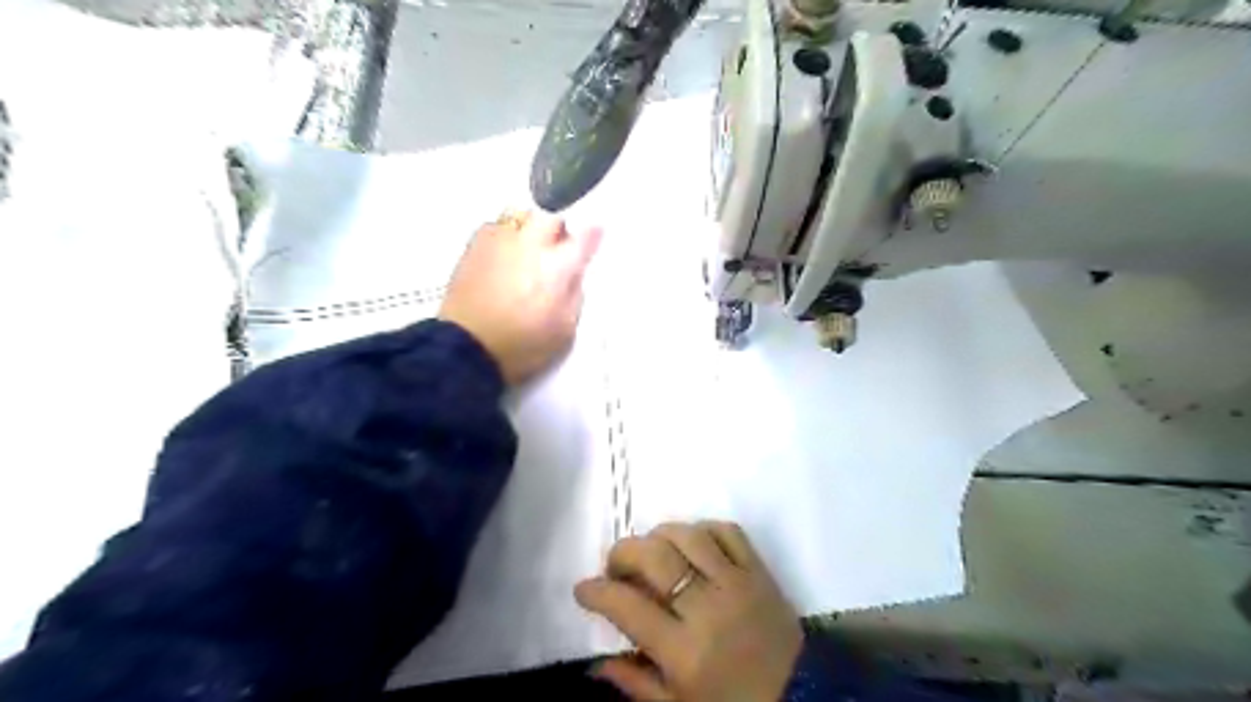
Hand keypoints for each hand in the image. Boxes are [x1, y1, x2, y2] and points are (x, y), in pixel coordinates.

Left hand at [438, 212, 601, 385]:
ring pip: (520, 214)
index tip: (596, 234)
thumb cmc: (522, 345)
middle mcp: (529, 245)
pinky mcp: (473, 247)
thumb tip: (575, 273)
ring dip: (530, 226)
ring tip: (528, 246)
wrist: (467, 349)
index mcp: (556, 267)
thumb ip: (574, 295)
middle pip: (551, 216)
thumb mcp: (564, 329)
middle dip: (559, 226)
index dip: (593, 234)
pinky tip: (503, 254)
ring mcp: (499, 242)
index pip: (584, 239)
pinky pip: (494, 227)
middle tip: (559, 244)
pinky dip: (504, 235)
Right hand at [573, 521, 800, 701]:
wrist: (803, 699)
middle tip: (615, 566)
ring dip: (659, 535)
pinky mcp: (759, 570)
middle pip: (656, 557)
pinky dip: (702, 529)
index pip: (628, 606)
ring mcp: (737, 582)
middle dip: (624, 552)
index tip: (584, 588)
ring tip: (650, 552)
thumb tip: (595, 663)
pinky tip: (691, 543)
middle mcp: (708, 608)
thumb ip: (635, 684)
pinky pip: (727, 531)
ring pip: (689, 535)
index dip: (597, 591)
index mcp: (685, 651)